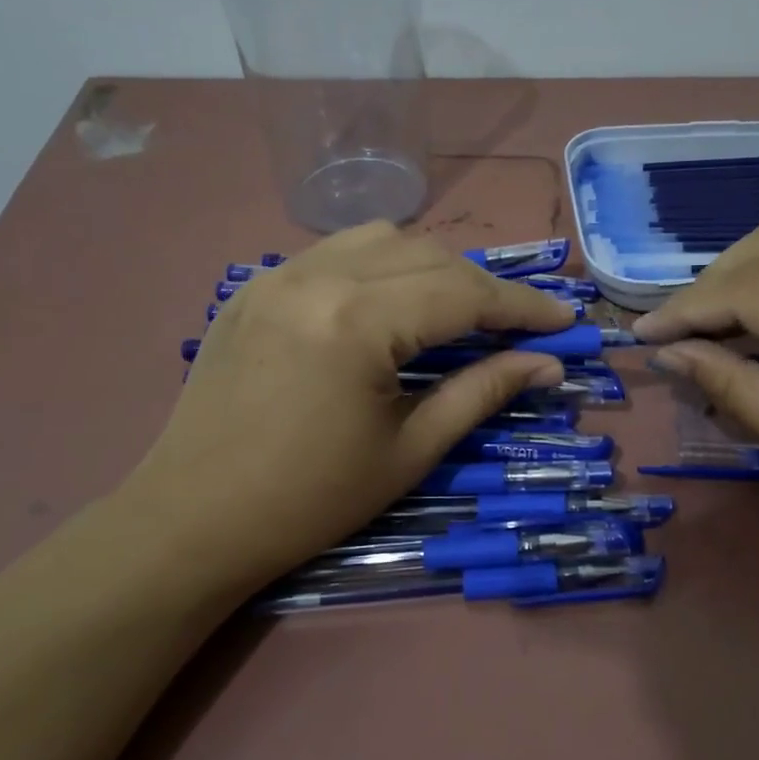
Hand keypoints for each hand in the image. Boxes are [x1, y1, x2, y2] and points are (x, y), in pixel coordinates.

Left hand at [125, 223, 575, 590]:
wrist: (193, 520)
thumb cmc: (311, 500)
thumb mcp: (411, 450)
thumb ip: (483, 393)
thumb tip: (547, 364)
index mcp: (358, 321)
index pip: (464, 293)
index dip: (523, 306)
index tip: (565, 321)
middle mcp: (317, 276)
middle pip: (429, 255)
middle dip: (483, 287)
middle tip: (516, 327)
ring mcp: (278, 274)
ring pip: (382, 239)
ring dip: (432, 266)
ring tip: (454, 312)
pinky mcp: (254, 287)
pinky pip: (334, 252)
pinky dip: (380, 266)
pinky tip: (388, 306)